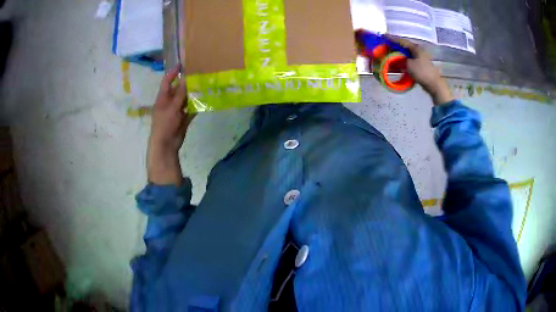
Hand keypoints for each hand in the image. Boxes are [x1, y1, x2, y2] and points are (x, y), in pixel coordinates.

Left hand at [147, 66, 194, 184]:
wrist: (166, 145)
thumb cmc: (164, 124)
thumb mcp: (172, 107)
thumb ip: (180, 94)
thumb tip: (186, 78)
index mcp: (163, 98)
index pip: (167, 81)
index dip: (173, 72)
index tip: (182, 64)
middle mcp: (169, 102)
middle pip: (178, 89)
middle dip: (187, 82)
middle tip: (198, 73)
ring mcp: (177, 111)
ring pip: (186, 99)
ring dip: (193, 94)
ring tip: (205, 85)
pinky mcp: (183, 118)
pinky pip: (191, 110)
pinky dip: (197, 106)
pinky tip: (206, 101)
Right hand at [387, 36, 454, 104]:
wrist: (434, 84)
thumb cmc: (422, 72)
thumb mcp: (408, 64)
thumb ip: (401, 59)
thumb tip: (396, 58)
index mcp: (415, 48)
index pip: (401, 41)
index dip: (392, 38)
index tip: (384, 36)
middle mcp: (418, 51)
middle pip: (404, 47)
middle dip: (395, 46)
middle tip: (386, 46)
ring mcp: (420, 58)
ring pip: (406, 54)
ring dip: (398, 55)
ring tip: (390, 55)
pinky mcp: (420, 65)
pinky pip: (409, 61)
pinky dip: (403, 61)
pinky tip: (398, 64)